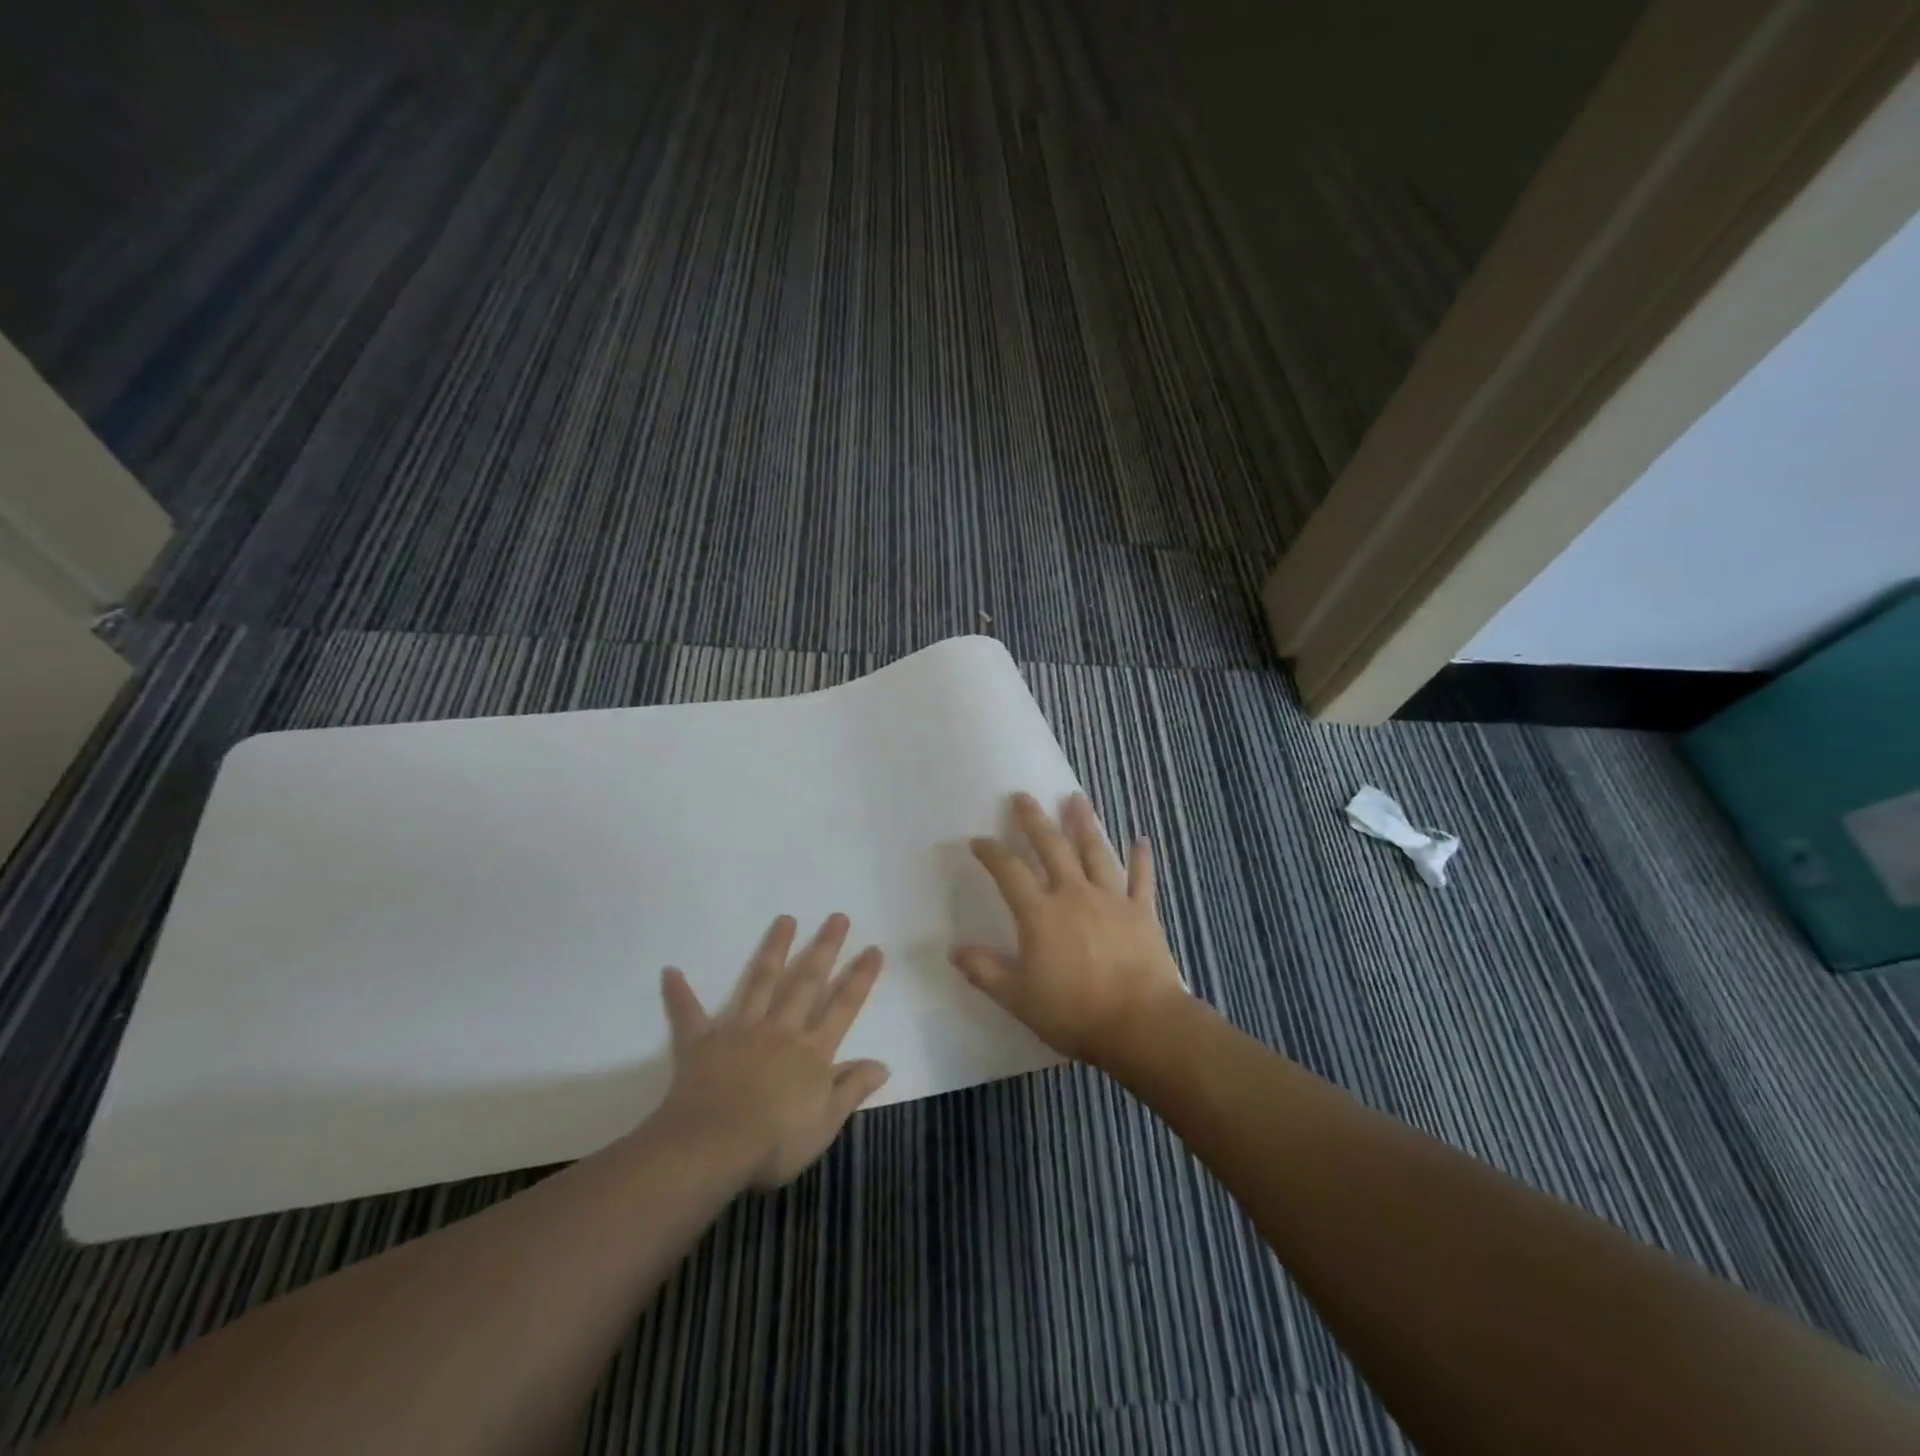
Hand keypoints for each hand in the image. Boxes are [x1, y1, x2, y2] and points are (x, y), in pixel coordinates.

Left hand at [654, 914, 889, 1188]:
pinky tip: (670, 972)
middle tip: (837, 917)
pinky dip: (679, 994)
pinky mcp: (702, 1042)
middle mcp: (781, 1030)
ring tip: (785, 919)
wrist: (714, 1145)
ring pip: (761, 982)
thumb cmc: (776, 1141)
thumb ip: (852, 1088)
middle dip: (825, 948)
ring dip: (774, 949)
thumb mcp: (826, 1123)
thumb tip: (883, 1064)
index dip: (860, 978)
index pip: (844, 1007)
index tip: (874, 949)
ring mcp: (741, 1030)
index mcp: (812, 1051)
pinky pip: (689, 1014)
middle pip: (807, 982)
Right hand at [952, 792, 1188, 1067]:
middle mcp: (1074, 894)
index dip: (991, 853)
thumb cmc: (1074, 1012)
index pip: (1009, 872)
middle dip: (1035, 820)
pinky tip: (1141, 840)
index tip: (978, 840)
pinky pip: (1141, 879)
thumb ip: (985, 971)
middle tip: (1023, 796)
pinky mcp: (1142, 913)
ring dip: (1084, 824)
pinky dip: (1141, 859)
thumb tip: (954, 951)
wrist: (1140, 1023)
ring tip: (1077, 799)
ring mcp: (1112, 899)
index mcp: (1041, 914)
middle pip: (1052, 847)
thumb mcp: (1018, 998)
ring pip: (1096, 852)